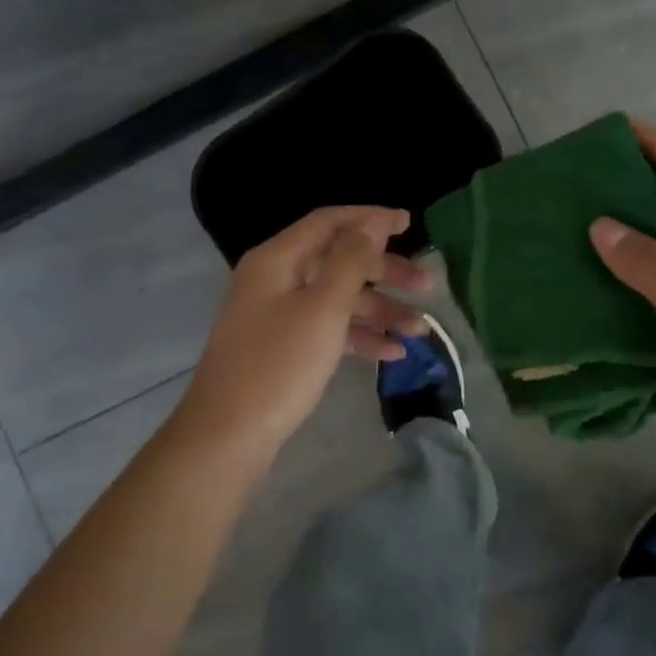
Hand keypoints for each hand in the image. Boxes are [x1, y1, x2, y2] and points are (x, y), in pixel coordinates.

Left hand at [177, 207, 431, 450]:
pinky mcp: (284, 347)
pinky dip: (359, 336)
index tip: (410, 223)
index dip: (371, 219)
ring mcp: (278, 315)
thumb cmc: (278, 365)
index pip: (329, 222)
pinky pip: (328, 328)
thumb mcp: (323, 308)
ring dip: (380, 310)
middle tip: (428, 284)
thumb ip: (351, 261)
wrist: (227, 437)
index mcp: (278, 259)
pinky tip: (393, 353)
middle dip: (385, 272)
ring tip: (421, 331)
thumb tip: (372, 223)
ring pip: (338, 298)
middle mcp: (276, 279)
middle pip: (338, 261)